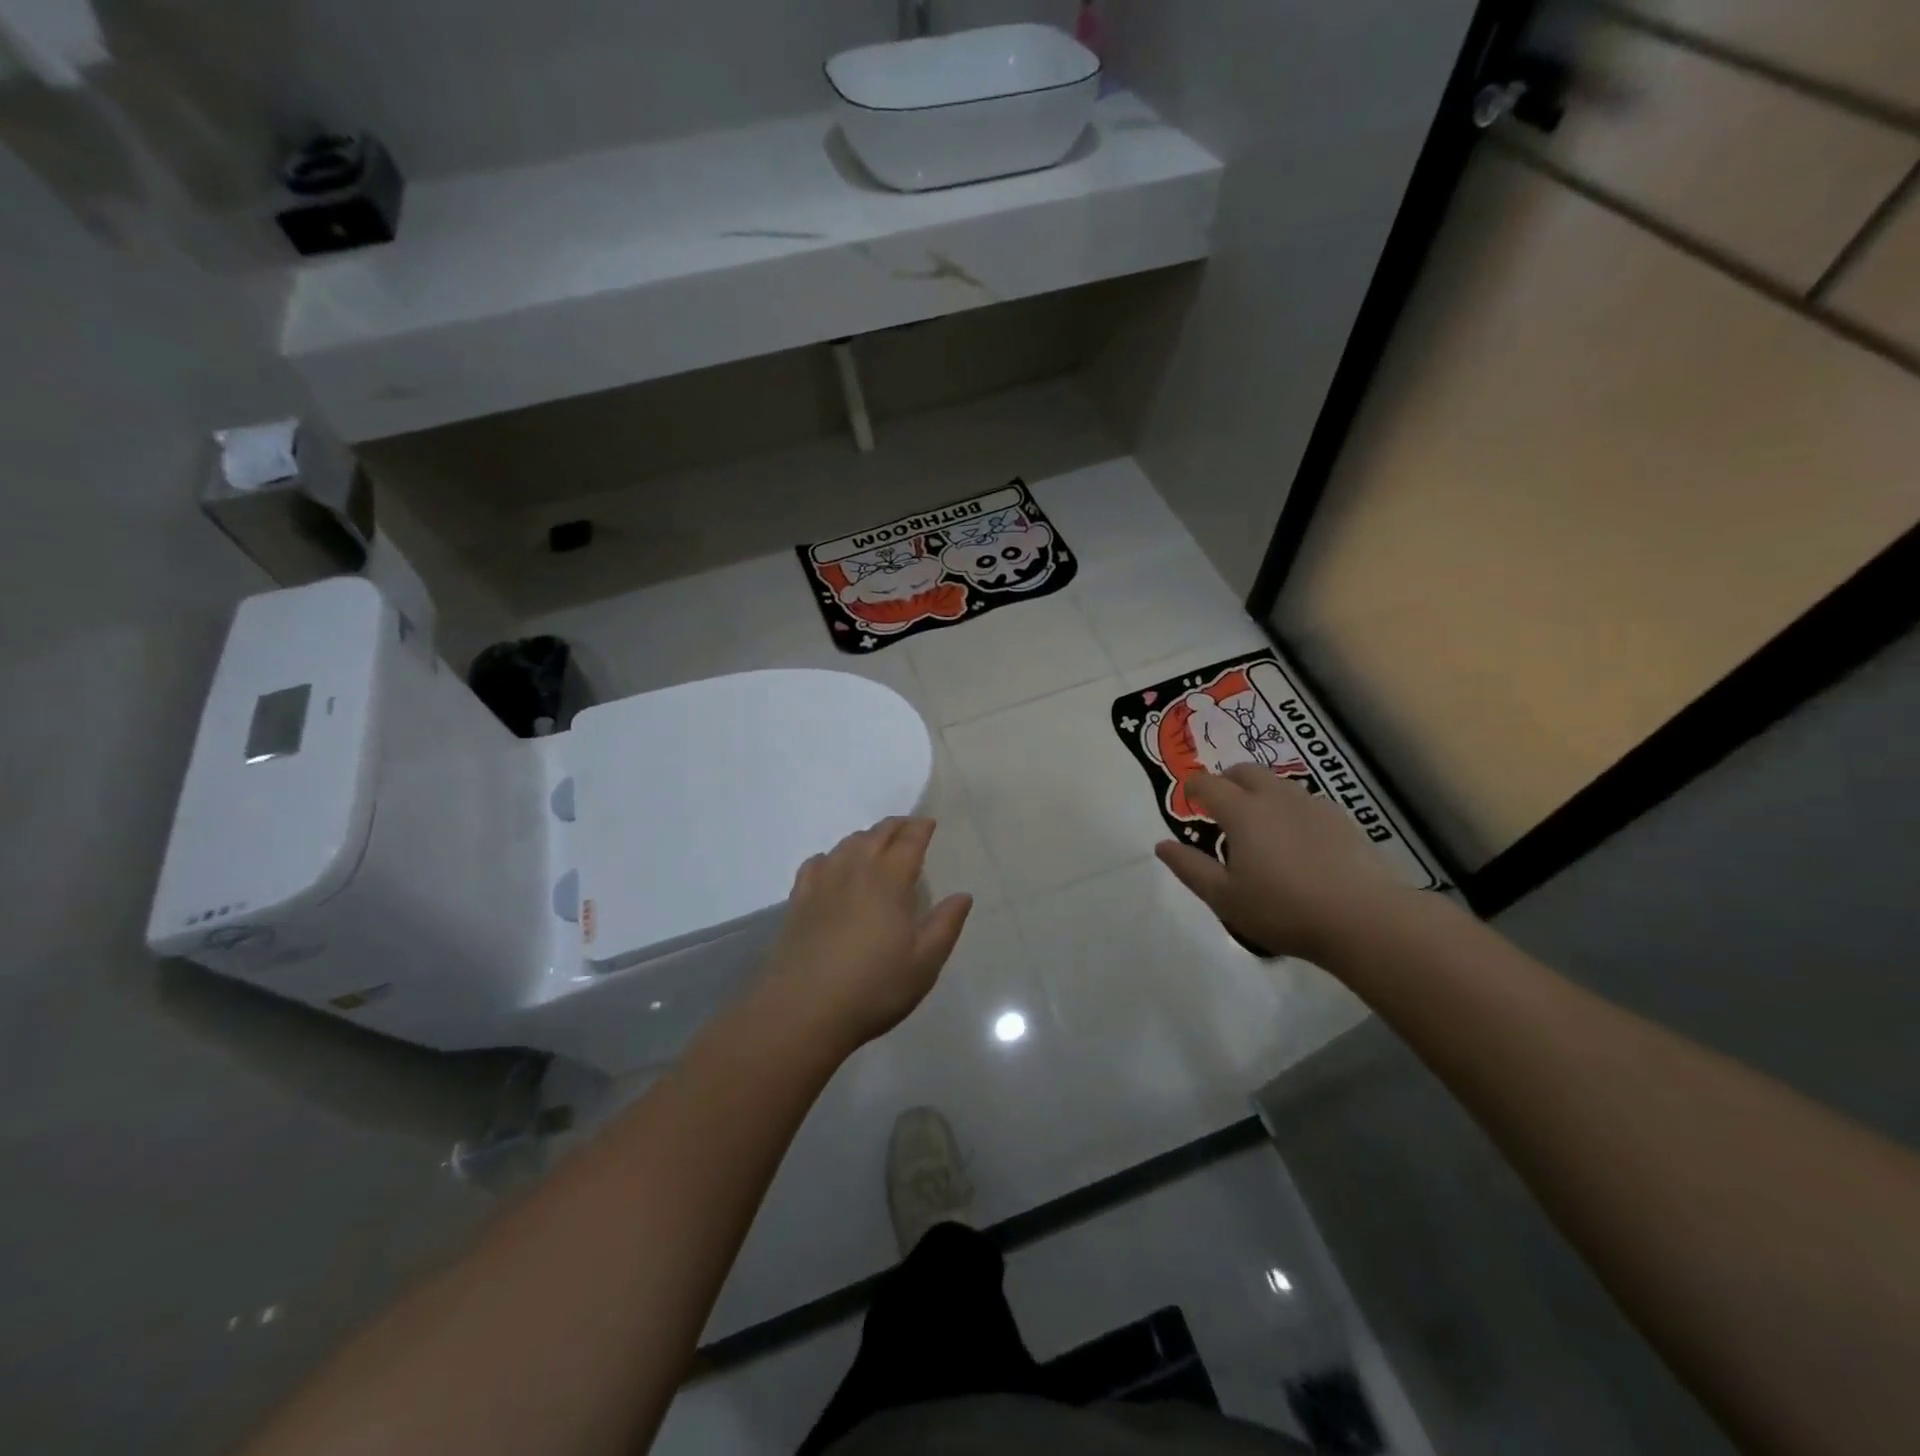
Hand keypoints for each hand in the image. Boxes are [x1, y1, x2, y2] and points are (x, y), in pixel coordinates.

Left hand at [759, 817, 971, 1053]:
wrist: (803, 1011)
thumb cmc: (873, 988)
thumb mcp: (924, 963)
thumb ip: (945, 925)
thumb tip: (963, 896)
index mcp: (888, 881)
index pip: (908, 842)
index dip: (920, 829)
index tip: (929, 823)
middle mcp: (854, 871)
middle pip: (876, 835)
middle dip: (895, 827)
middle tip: (908, 827)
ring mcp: (822, 884)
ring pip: (846, 845)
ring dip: (865, 838)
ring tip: (875, 844)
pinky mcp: (798, 901)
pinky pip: (816, 864)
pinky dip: (831, 857)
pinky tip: (832, 867)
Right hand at [1155, 765, 1405, 963]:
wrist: (1363, 918)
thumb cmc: (1283, 909)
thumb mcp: (1224, 897)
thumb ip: (1189, 868)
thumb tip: (1162, 845)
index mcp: (1242, 811)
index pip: (1208, 784)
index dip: (1193, 788)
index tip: (1188, 800)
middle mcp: (1275, 797)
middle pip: (1244, 771)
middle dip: (1226, 781)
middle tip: (1220, 808)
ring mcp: (1312, 804)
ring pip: (1277, 783)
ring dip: (1259, 793)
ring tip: (1258, 826)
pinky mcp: (1341, 819)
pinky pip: (1304, 801)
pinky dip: (1289, 809)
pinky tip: (1295, 841)